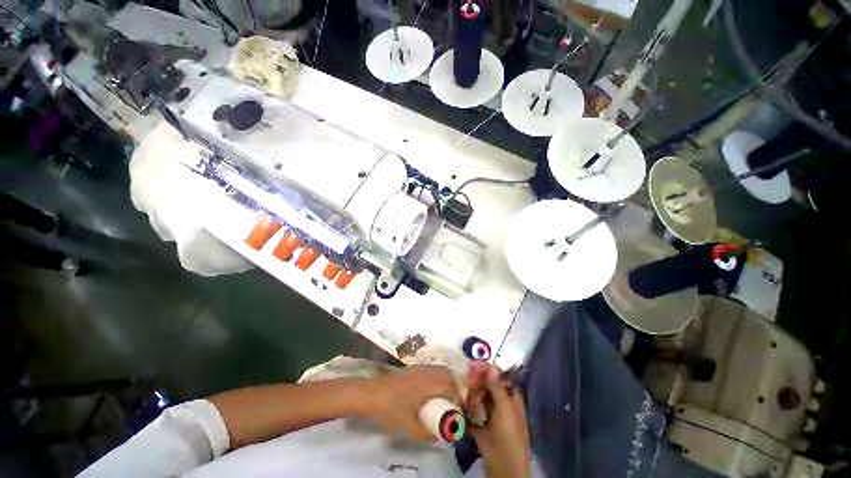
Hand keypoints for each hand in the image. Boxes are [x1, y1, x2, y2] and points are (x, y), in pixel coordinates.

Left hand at [364, 365, 460, 440]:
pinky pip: (431, 372)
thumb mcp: (411, 427)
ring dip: (444, 386)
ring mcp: (420, 367)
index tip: (455, 417)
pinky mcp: (413, 368)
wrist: (371, 393)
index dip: (457, 404)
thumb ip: (428, 433)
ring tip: (440, 403)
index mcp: (432, 382)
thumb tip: (441, 436)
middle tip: (449, 409)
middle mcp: (429, 371)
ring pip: (440, 373)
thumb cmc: (392, 409)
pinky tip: (426, 395)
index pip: (453, 389)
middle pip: (449, 377)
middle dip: (453, 392)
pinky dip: (435, 381)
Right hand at [467, 364, 530, 477]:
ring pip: (480, 399)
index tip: (475, 364)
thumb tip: (492, 366)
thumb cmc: (509, 436)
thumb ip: (497, 388)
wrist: (503, 469)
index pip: (501, 378)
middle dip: (478, 380)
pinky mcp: (482, 427)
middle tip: (466, 375)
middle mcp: (502, 406)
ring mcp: (492, 417)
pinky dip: (467, 409)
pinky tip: (459, 403)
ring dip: (471, 393)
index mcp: (512, 400)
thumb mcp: (505, 410)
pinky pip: (473, 413)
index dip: (490, 370)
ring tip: (463, 389)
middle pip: (489, 387)